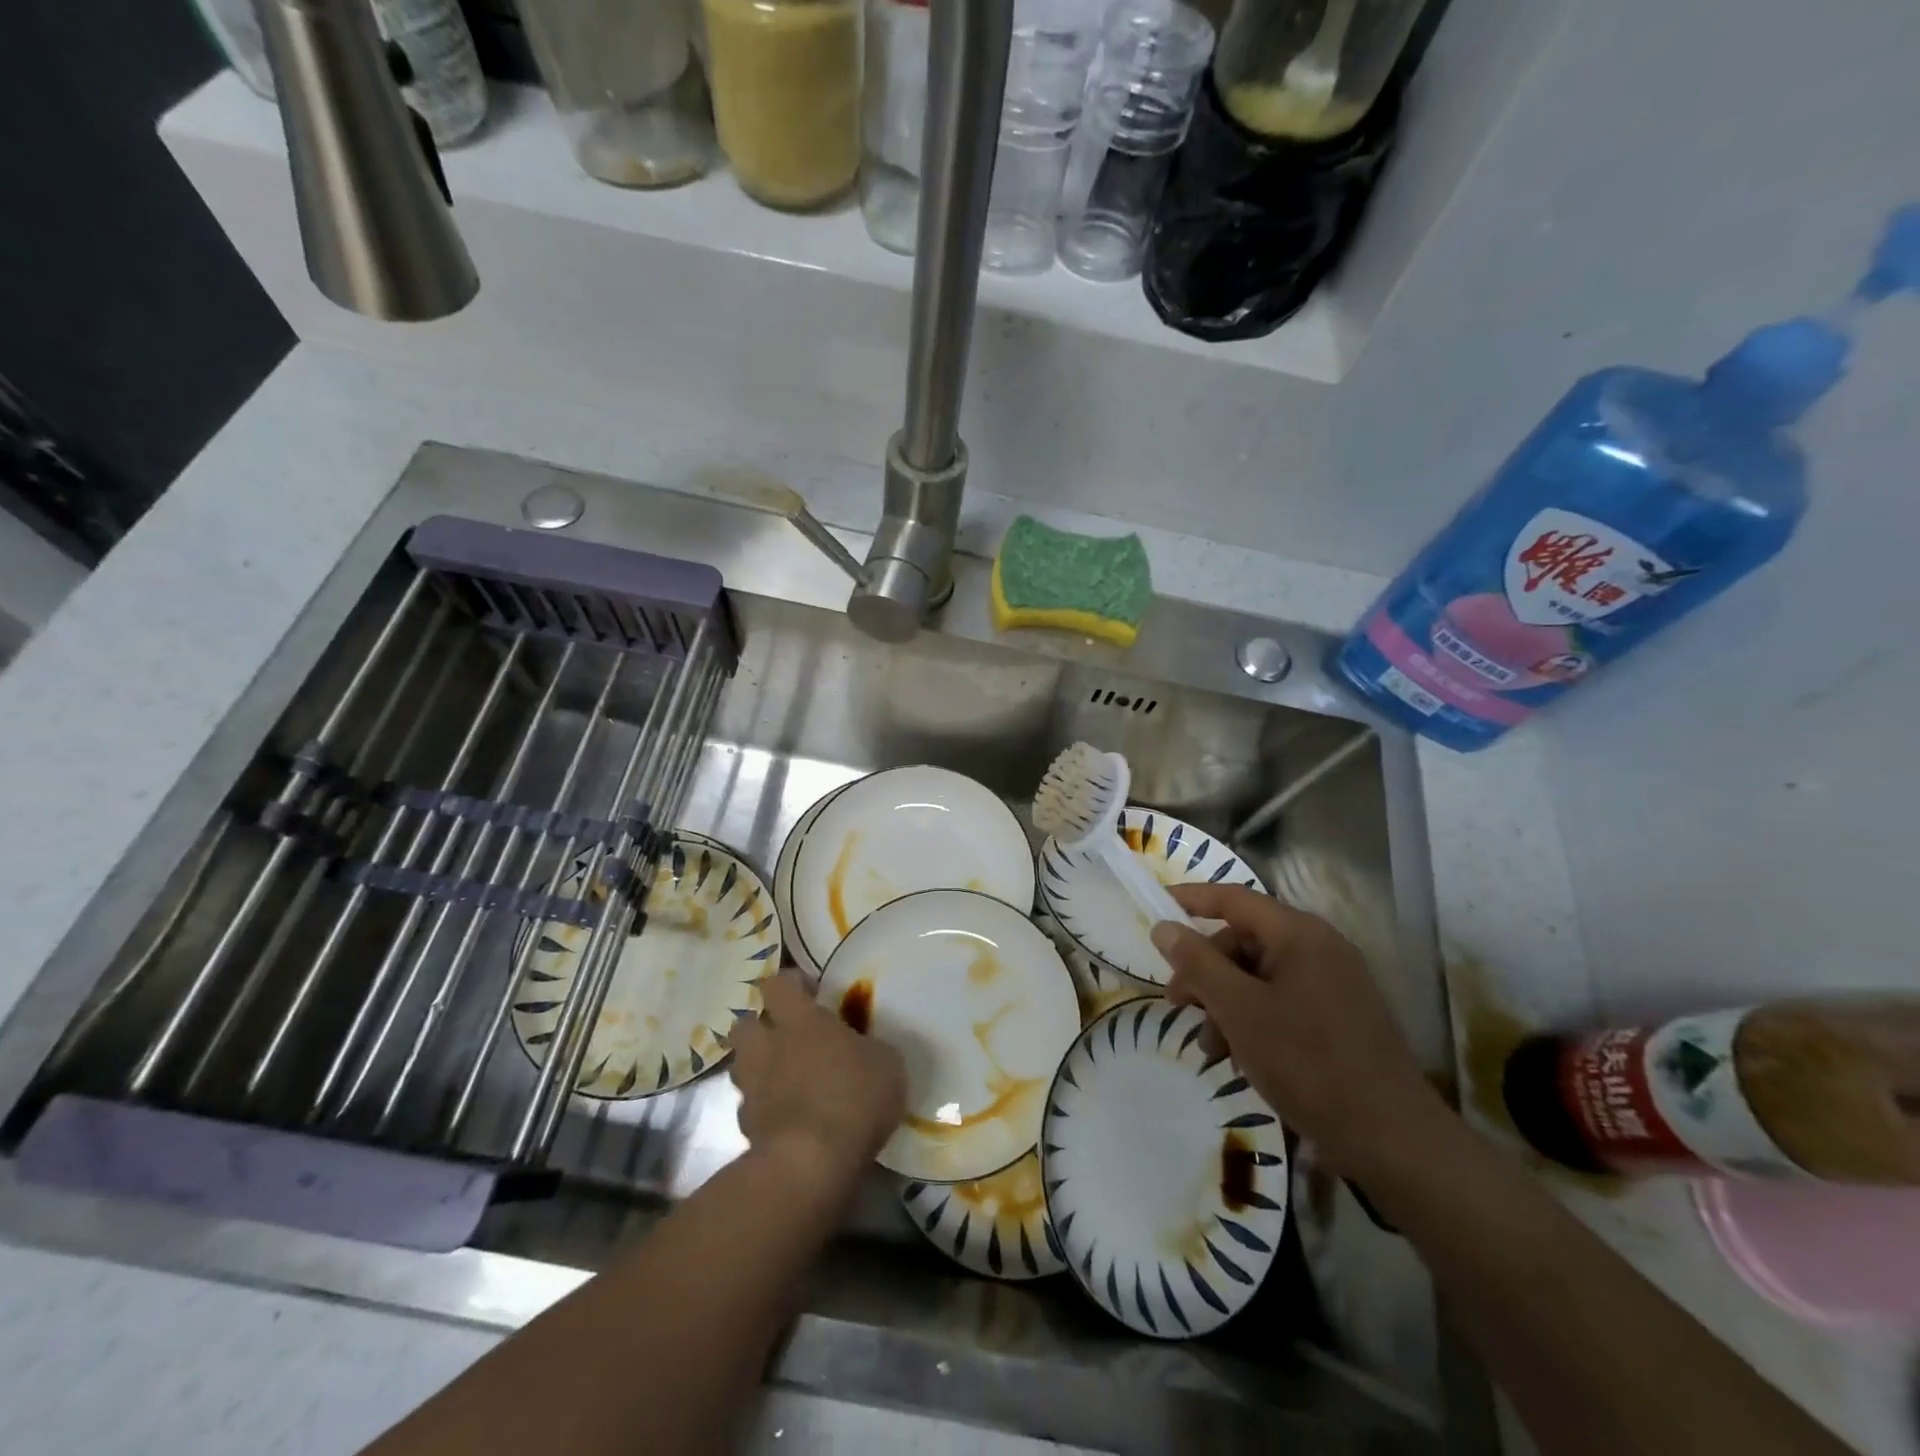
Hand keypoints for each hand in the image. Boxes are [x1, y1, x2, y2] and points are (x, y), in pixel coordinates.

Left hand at [728, 972, 906, 1191]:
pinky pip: (750, 1107)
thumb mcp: (886, 1063)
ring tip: (786, 1078)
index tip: (811, 993)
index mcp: (800, 1021)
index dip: (791, 983)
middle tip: (789, 1037)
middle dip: (761, 1026)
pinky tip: (787, 1118)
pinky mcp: (745, 1128)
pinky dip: (764, 1108)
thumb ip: (871, 1048)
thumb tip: (865, 1048)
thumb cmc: (853, 1098)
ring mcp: (752, 1088)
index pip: (778, 983)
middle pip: (745, 1023)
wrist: (810, 1164)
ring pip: (742, 1065)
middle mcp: (768, 1047)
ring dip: (759, 1066)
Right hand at [1152, 884, 1448, 1183]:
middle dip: (1205, 971)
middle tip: (1178, 1005)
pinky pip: (1281, 1002)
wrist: (1392, 1140)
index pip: (1233, 898)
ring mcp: (1333, 984)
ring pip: (1258, 976)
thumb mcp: (1239, 1010)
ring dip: (1225, 1004)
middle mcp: (1318, 948)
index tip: (1155, 910)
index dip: (1191, 899)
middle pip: (1243, 941)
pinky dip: (1252, 1021)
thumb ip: (1198, 964)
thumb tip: (1164, 927)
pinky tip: (1241, 1059)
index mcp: (1299, 934)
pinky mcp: (1339, 1018)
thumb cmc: (1308, 1063)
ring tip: (1212, 1049)